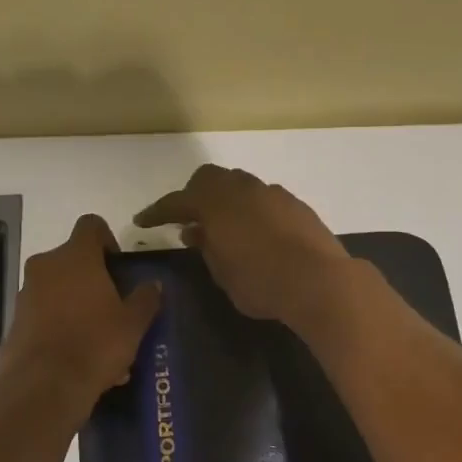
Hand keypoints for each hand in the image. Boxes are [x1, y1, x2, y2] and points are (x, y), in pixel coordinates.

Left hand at [0, 214, 161, 418]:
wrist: (42, 387)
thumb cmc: (95, 344)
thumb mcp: (133, 323)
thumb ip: (145, 299)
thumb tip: (153, 284)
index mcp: (76, 256)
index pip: (91, 225)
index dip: (107, 239)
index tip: (118, 266)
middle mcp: (46, 266)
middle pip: (73, 259)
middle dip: (93, 278)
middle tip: (113, 306)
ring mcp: (26, 293)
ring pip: (58, 289)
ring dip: (77, 304)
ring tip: (99, 339)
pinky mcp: (15, 321)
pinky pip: (44, 314)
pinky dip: (60, 325)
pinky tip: (79, 357)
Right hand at [134, 165, 354, 331]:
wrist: (320, 281)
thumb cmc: (262, 282)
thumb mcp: (222, 273)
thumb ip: (206, 248)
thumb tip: (195, 231)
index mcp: (216, 203)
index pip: (177, 201)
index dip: (157, 212)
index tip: (142, 221)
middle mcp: (243, 189)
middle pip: (209, 179)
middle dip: (194, 195)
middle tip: (188, 220)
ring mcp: (272, 193)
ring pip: (239, 185)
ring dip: (224, 200)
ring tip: (222, 227)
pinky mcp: (295, 204)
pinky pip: (262, 198)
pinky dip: (249, 209)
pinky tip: (254, 232)